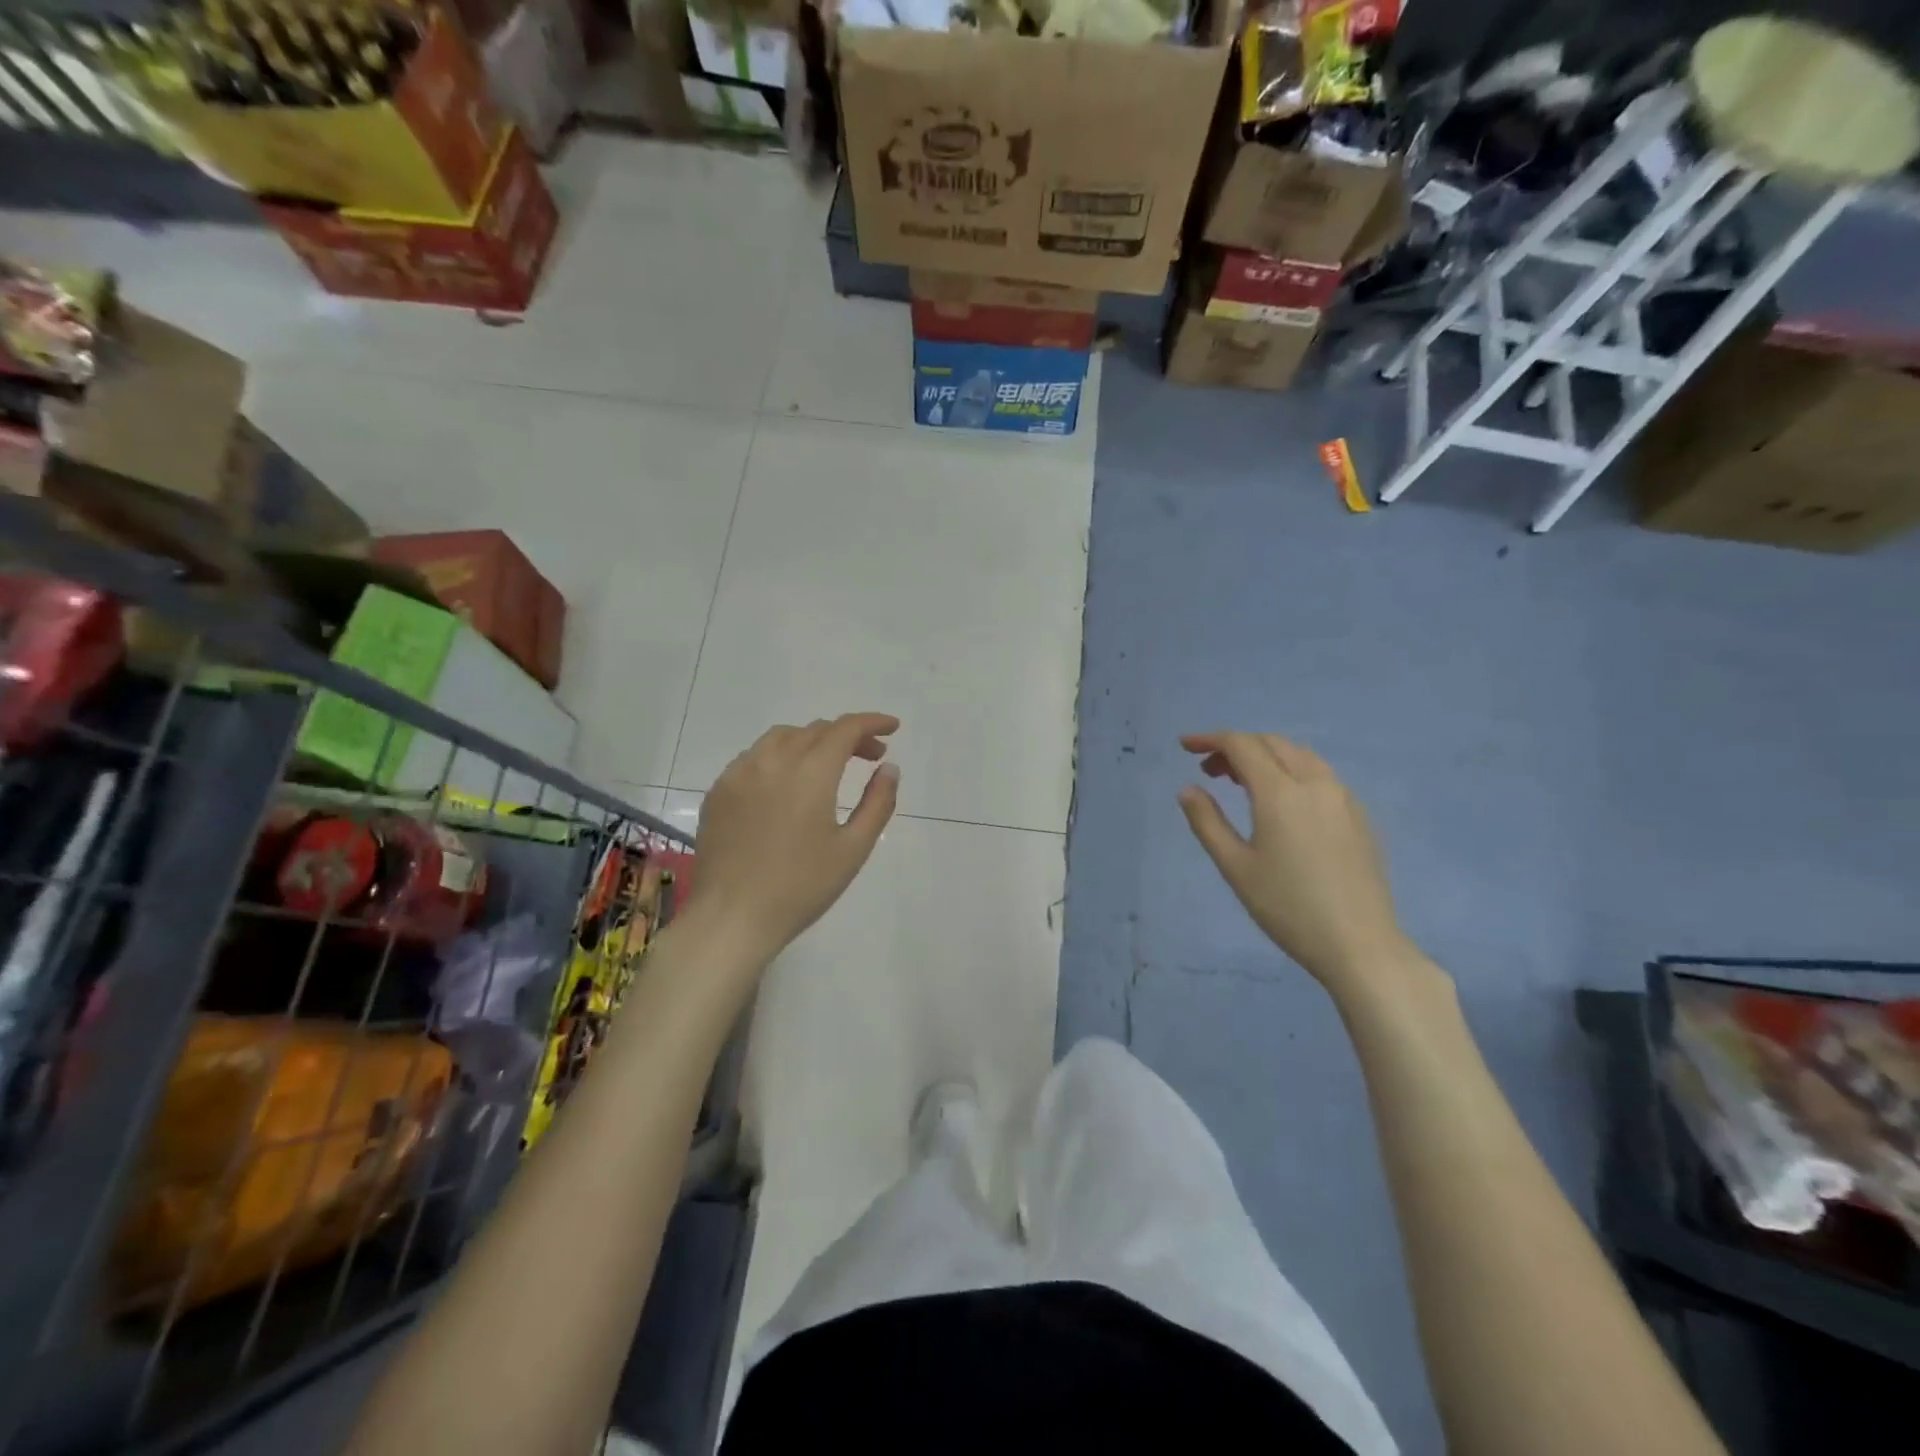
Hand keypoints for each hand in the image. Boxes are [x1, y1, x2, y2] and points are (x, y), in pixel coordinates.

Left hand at [686, 713, 899, 962]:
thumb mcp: (853, 849)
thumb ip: (877, 802)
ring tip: (828, 765)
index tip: (892, 728)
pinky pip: (754, 758)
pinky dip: (779, 757)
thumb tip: (889, 768)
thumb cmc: (801, 887)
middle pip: (815, 730)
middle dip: (848, 736)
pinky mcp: (718, 791)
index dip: (872, 722)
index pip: (845, 729)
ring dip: (812, 741)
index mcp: (810, 773)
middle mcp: (772, 761)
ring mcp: (739, 774)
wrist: (732, 917)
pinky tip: (786, 784)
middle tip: (870, 757)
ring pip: (781, 738)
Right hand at [1178, 732, 1411, 993]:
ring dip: (1265, 755)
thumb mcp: (1235, 867)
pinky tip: (1281, 801)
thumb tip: (1188, 789)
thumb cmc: (1288, 907)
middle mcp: (1315, 783)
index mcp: (1280, 793)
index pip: (1242, 745)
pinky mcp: (1358, 815)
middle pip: (1271, 743)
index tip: (1185, 745)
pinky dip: (1291, 770)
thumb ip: (1207, 822)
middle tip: (1209, 769)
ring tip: (1241, 782)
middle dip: (1236, 746)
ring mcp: (1342, 797)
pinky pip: (1320, 774)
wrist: (1359, 944)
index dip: (1210, 739)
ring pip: (1299, 755)